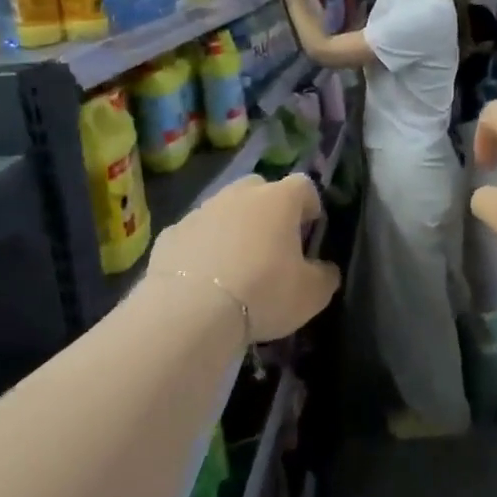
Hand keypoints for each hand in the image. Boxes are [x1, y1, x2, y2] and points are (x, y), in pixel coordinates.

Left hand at [149, 173, 338, 341]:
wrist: (191, 310)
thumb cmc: (263, 293)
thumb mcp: (311, 294)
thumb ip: (325, 276)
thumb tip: (325, 269)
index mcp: (279, 200)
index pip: (303, 186)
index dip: (310, 205)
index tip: (310, 229)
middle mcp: (239, 195)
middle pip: (260, 189)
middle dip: (269, 210)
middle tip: (273, 244)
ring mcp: (201, 210)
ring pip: (224, 210)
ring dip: (234, 228)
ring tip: (236, 265)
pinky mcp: (171, 232)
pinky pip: (196, 234)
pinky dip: (203, 247)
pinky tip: (205, 277)